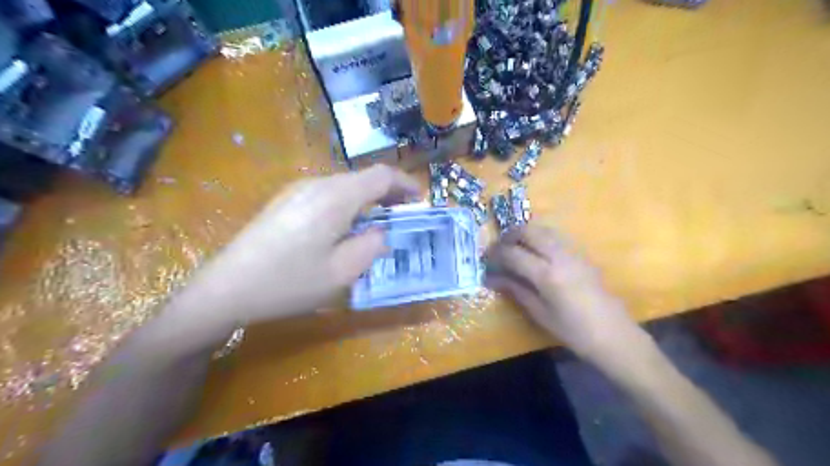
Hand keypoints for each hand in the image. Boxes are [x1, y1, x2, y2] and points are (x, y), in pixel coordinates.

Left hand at [176, 166, 421, 326]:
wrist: (226, 288)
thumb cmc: (289, 282)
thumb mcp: (342, 272)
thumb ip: (371, 246)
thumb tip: (380, 233)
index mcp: (336, 197)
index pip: (381, 175)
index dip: (405, 183)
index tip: (420, 199)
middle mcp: (317, 184)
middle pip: (362, 178)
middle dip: (387, 193)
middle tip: (401, 215)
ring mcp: (296, 190)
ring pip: (344, 186)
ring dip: (366, 200)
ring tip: (375, 223)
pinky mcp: (284, 201)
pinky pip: (325, 194)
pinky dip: (346, 204)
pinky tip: (342, 228)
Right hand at [487, 225, 640, 362]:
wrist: (615, 335)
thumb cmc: (574, 331)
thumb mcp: (540, 314)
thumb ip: (516, 290)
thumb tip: (492, 278)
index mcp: (547, 275)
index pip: (513, 253)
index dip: (496, 254)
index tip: (486, 259)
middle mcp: (560, 256)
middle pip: (529, 231)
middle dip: (510, 236)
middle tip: (499, 249)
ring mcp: (573, 252)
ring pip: (544, 229)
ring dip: (526, 233)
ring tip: (515, 248)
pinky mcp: (582, 254)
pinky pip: (556, 237)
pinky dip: (540, 238)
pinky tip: (536, 254)